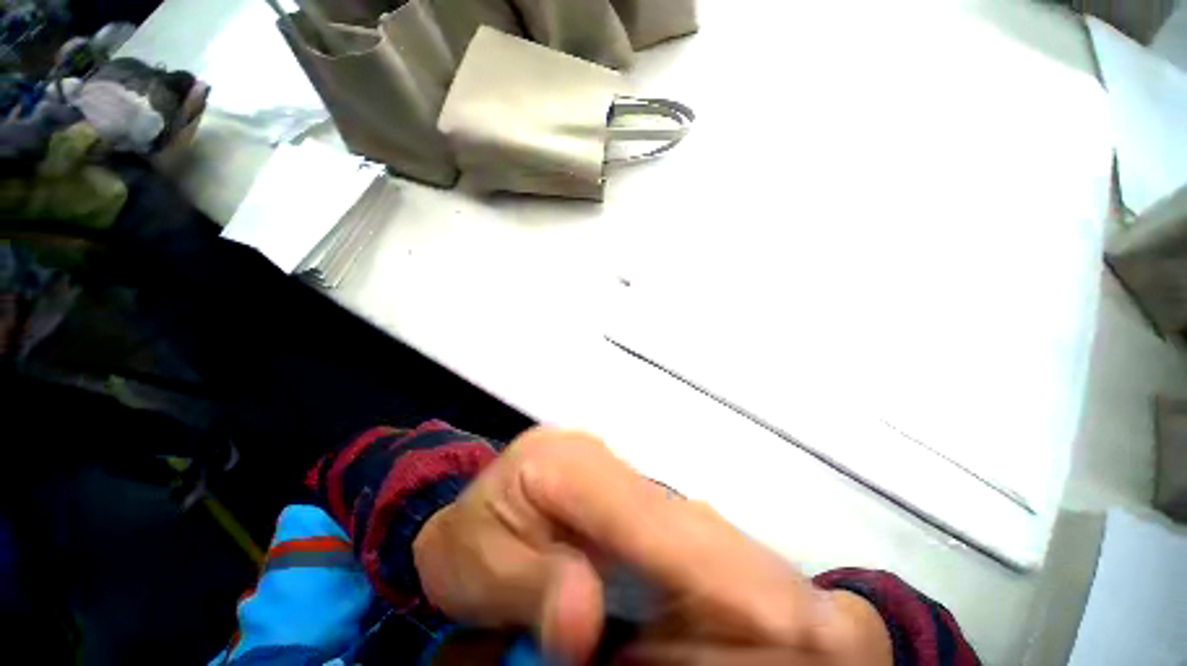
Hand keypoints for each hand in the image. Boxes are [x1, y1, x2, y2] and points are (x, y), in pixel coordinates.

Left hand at [412, 428, 890, 664]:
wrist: (474, 504)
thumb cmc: (471, 534)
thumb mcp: (478, 560)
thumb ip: (534, 583)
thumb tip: (586, 620)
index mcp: (568, 466)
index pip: (646, 515)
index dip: (709, 567)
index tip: (781, 620)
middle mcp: (605, 461)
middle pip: (683, 517)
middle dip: (749, 574)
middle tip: (825, 633)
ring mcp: (620, 473)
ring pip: (694, 521)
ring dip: (745, 572)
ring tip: (806, 622)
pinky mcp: (628, 493)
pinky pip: (683, 531)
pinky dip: (719, 567)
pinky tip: (747, 598)